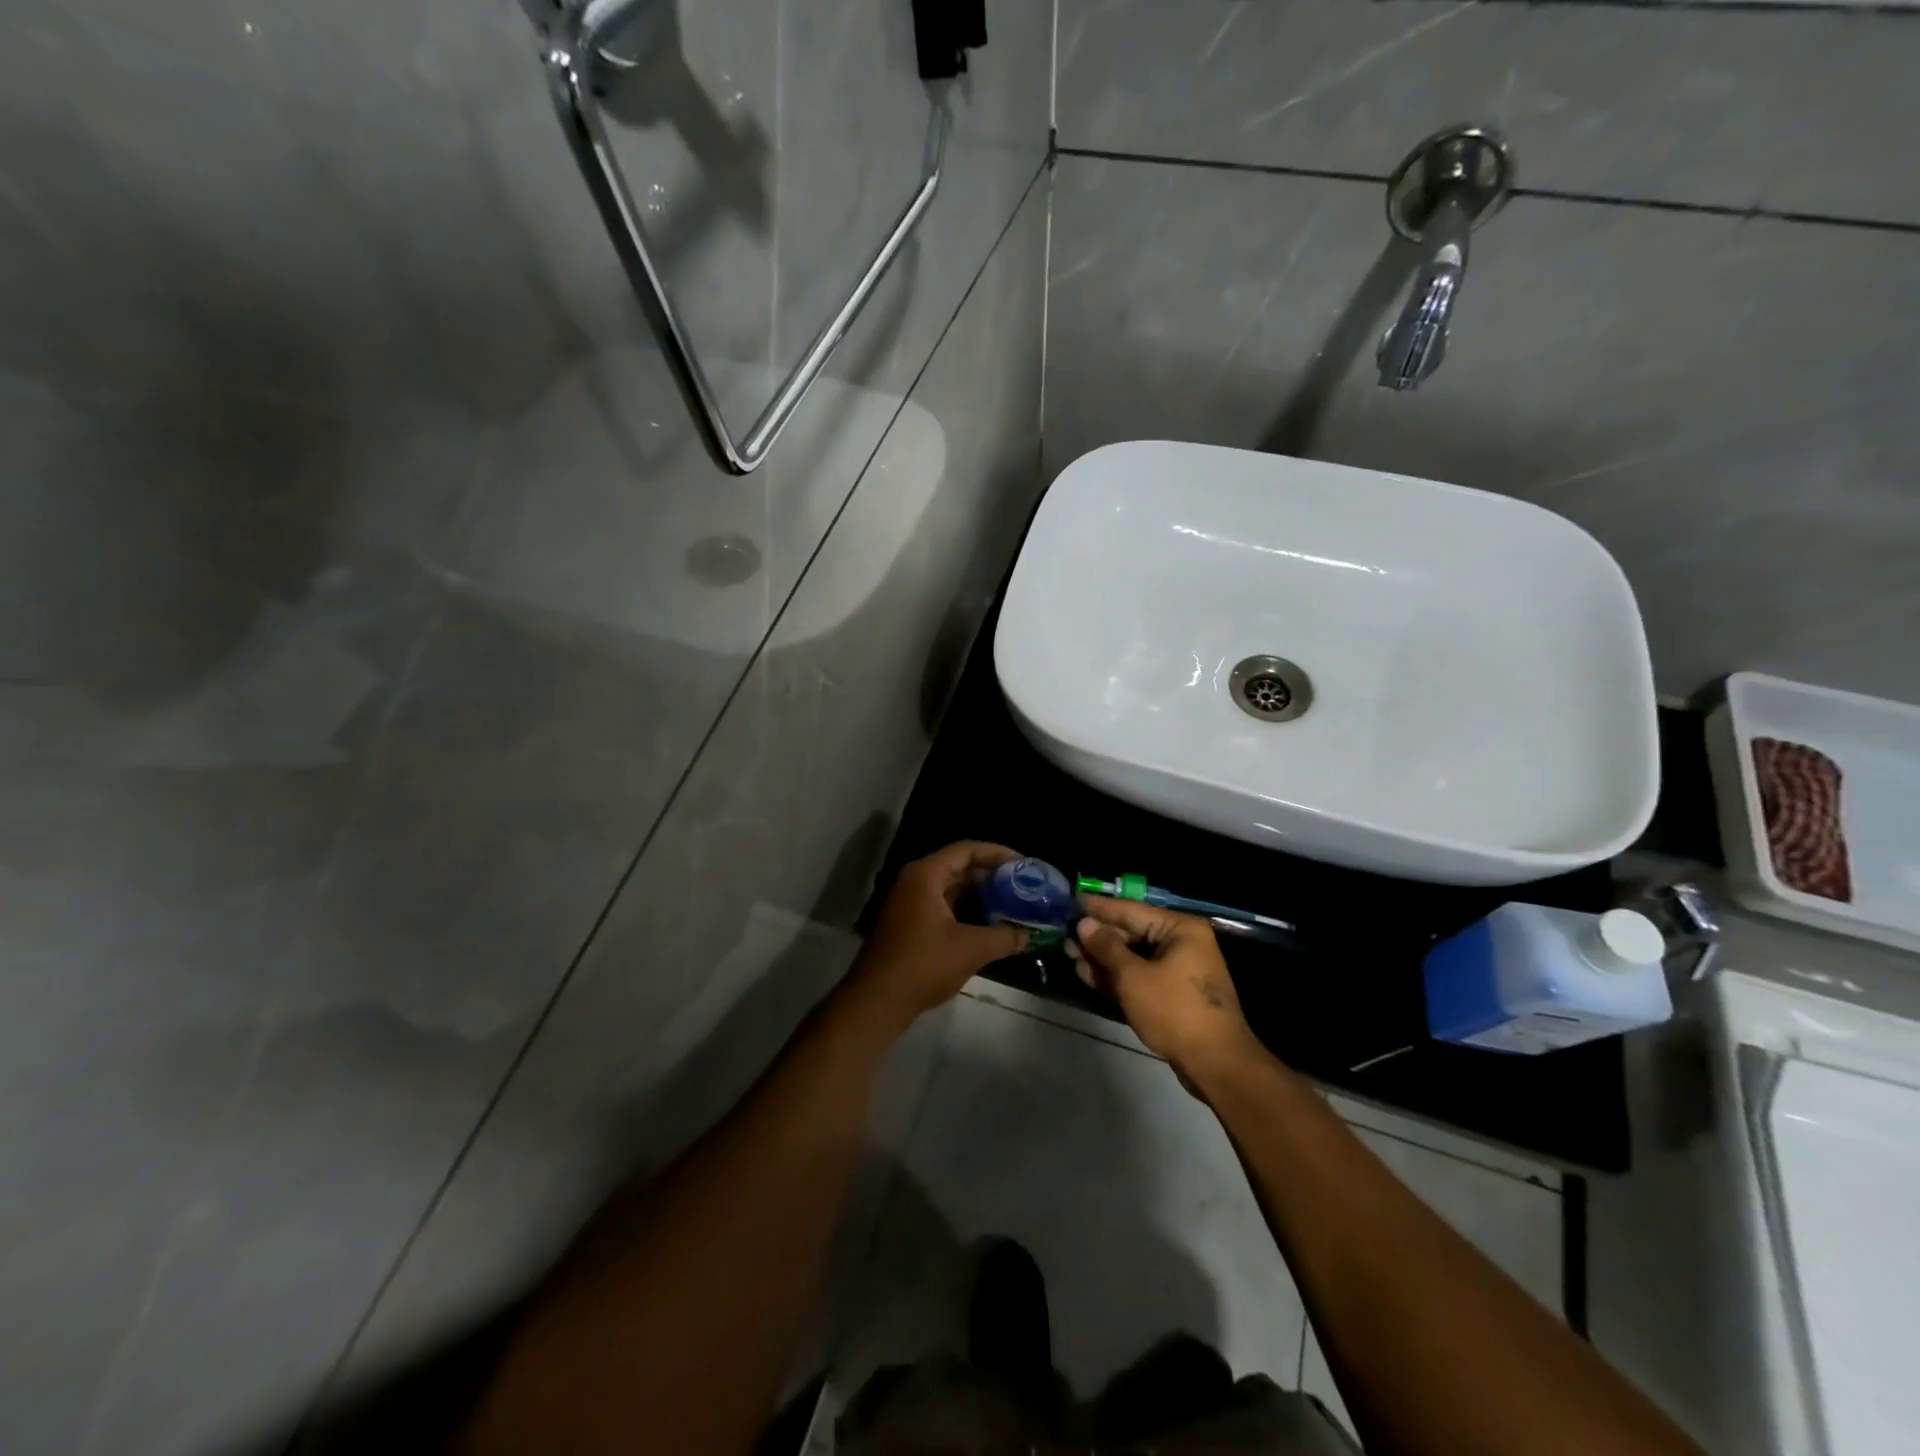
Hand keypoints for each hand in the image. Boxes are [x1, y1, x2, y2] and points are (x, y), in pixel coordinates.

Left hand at [846, 842, 1028, 1030]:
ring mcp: (911, 902)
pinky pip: (945, 906)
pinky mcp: (911, 923)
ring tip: (1014, 904)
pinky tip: (991, 925)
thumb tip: (1028, 934)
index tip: (1025, 865)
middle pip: (960, 867)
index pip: (967, 850)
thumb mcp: (971, 949)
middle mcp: (916, 881)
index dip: (998, 854)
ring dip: (982, 896)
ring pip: (953, 889)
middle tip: (1024, 886)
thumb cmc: (923, 965)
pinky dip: (968, 911)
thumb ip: (1004, 937)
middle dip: (993, 876)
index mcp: (926, 875)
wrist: (877, 1000)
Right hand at [1070, 896, 1263, 1082]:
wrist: (1216, 1064)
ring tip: (1069, 953)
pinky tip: (1087, 974)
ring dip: (1102, 958)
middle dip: (1097, 936)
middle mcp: (1181, 943)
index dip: (1099, 907)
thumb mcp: (1134, 977)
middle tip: (1064, 933)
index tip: (1071, 900)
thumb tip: (1084, 924)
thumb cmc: (1175, 1011)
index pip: (1131, 910)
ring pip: (1132, 957)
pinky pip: (1139, 977)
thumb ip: (1106, 948)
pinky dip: (1115, 977)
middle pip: (1131, 933)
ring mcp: (1178, 970)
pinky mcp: (1172, 995)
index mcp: (1180, 929)